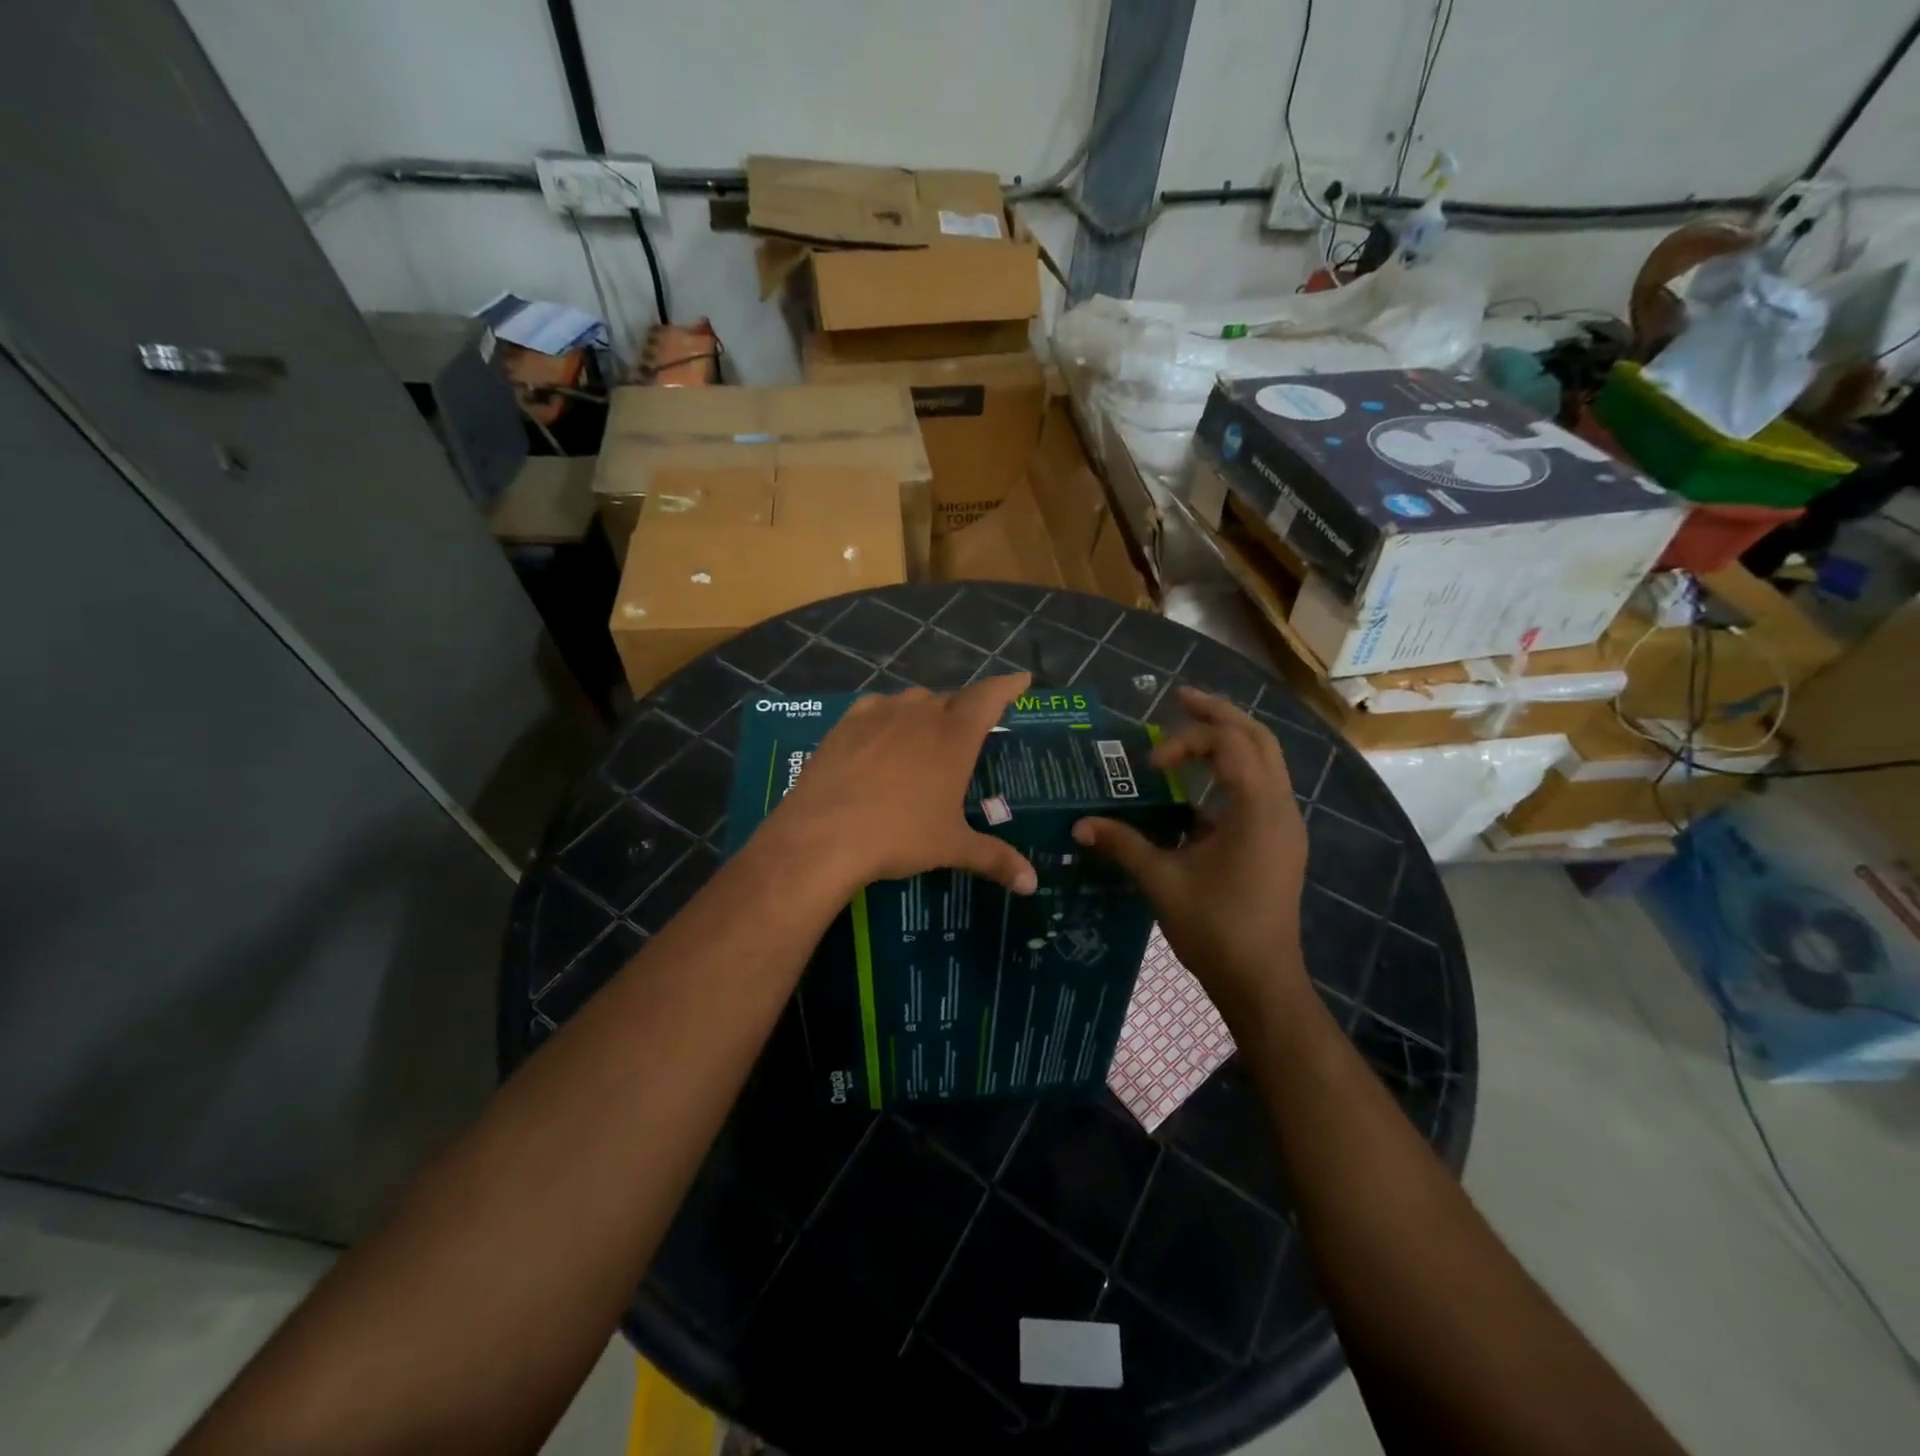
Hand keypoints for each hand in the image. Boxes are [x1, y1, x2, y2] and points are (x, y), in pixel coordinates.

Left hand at [763, 673, 1038, 900]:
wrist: (824, 835)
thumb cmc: (899, 836)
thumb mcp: (951, 847)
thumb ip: (995, 858)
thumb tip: (1031, 884)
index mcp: (954, 736)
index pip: (990, 697)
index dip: (1008, 686)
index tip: (1022, 679)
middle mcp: (920, 713)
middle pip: (951, 699)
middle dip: (965, 710)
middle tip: (970, 732)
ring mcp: (880, 714)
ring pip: (913, 700)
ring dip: (926, 712)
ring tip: (926, 737)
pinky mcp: (846, 723)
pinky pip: (876, 708)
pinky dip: (888, 716)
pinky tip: (882, 735)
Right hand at [1073, 687, 1309, 1033]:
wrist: (1261, 981)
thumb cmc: (1215, 928)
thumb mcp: (1162, 881)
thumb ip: (1123, 845)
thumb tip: (1080, 825)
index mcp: (1258, 810)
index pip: (1230, 744)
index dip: (1188, 739)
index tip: (1151, 764)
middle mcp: (1280, 808)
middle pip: (1259, 739)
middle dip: (1219, 714)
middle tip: (1180, 698)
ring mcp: (1284, 826)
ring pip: (1265, 762)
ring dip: (1229, 741)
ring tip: (1190, 729)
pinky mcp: (1279, 843)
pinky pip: (1260, 789)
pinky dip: (1232, 774)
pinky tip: (1196, 791)